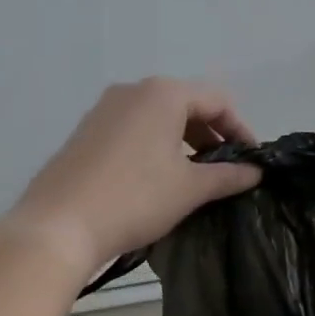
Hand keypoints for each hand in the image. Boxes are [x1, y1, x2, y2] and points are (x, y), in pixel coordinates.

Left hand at [9, 78, 261, 274]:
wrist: (58, 225)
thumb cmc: (134, 199)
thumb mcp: (190, 189)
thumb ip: (228, 176)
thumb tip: (256, 172)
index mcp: (162, 94)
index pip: (217, 100)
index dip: (240, 129)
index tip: (251, 160)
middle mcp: (132, 91)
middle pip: (186, 103)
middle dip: (211, 134)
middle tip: (225, 169)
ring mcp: (103, 109)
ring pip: (157, 116)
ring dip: (182, 141)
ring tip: (194, 176)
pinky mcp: (85, 131)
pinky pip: (132, 129)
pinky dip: (154, 145)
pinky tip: (156, 178)